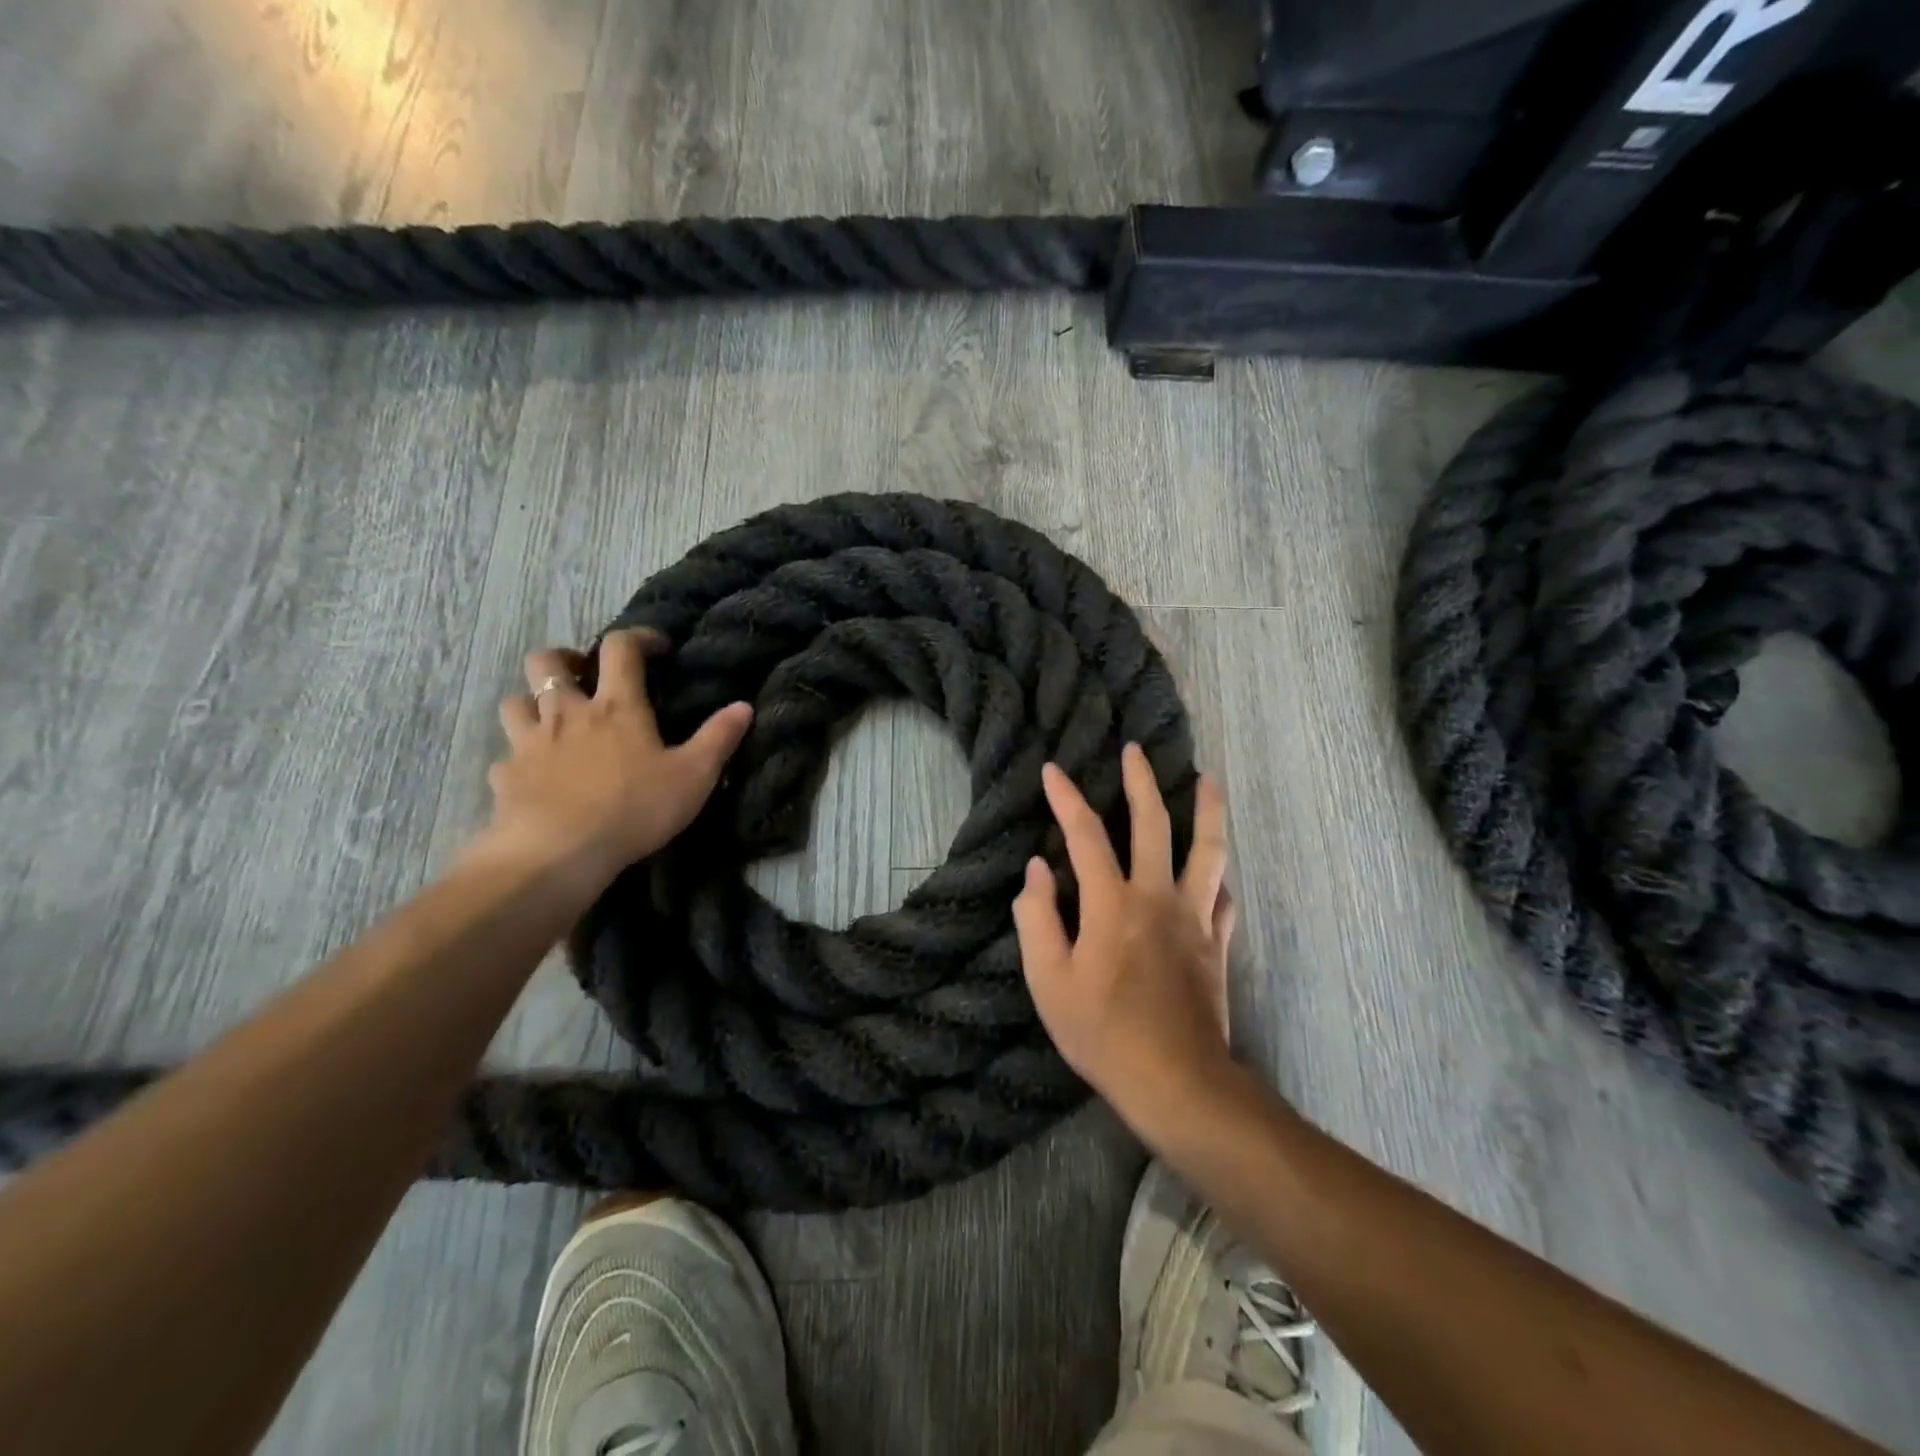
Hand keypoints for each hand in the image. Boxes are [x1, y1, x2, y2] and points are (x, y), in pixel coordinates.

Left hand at [474, 628, 752, 887]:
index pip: (621, 648)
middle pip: (546, 662)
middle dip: (564, 660)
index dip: (638, 637)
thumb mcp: (693, 776)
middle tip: (583, 677)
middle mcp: (567, 713)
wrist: (557, 854)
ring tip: (553, 721)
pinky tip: (534, 776)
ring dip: (532, 703)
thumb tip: (744, 706)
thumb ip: (718, 738)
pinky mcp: (504, 778)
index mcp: (616, 707)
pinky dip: (519, 759)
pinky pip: (505, 757)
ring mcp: (529, 744)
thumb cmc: (633, 809)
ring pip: (515, 702)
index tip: (655, 647)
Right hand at [1013, 744, 1235, 1137]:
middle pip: (1154, 824)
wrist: (1178, 1083)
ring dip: (1208, 811)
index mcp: (1112, 903)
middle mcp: (1158, 897)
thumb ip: (1038, 919)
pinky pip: (1223, 898)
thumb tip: (1037, 869)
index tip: (1053, 770)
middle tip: (1136, 750)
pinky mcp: (1218, 944)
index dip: (1066, 798)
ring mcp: (1195, 919)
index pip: (1085, 834)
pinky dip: (1218, 877)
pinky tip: (1217, 872)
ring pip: (1208, 851)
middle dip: (1141, 782)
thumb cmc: (1103, 1033)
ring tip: (1209, 781)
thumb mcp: (1050, 982)